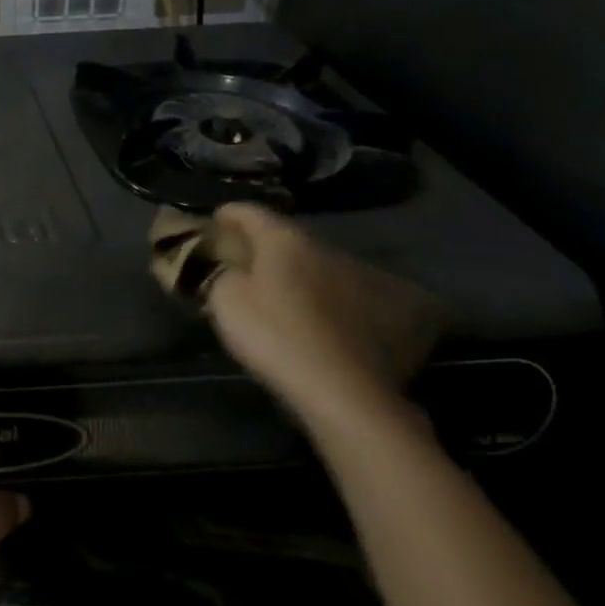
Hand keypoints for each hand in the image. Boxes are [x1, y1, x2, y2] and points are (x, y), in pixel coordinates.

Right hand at [150, 203, 441, 429]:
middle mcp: (326, 249)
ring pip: (321, 266)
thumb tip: (229, 269)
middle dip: (267, 248)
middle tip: (246, 265)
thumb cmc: (276, 335)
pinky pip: (349, 296)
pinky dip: (332, 301)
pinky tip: (323, 321)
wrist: (348, 393)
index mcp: (285, 239)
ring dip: (302, 274)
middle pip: (288, 238)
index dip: (227, 214)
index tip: (213, 223)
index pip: (249, 211)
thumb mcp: (225, 301)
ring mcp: (363, 278)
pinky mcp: (391, 312)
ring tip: (286, 296)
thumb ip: (221, 274)